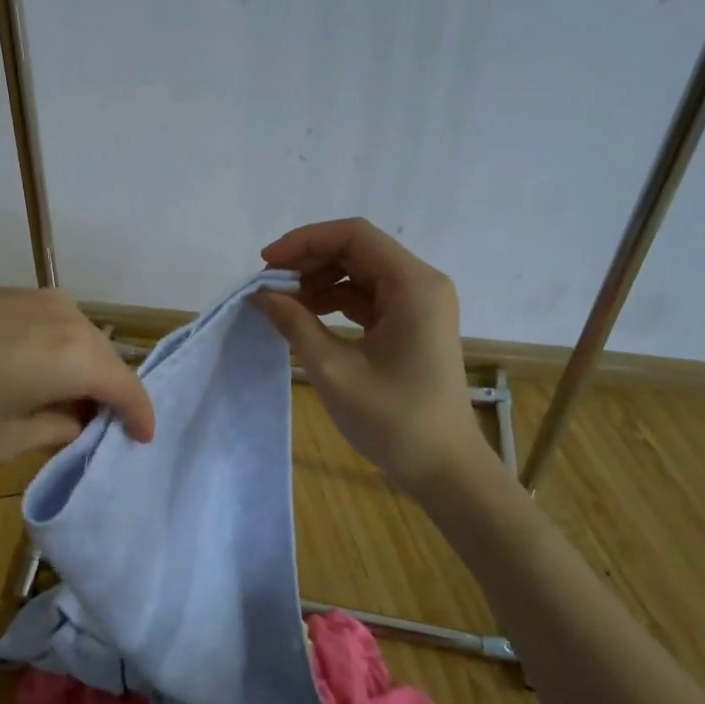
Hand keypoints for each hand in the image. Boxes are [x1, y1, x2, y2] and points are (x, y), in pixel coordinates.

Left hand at [0, 290, 154, 462]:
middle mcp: (64, 313)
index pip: (126, 386)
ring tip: (62, 412)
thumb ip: (55, 429)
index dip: (139, 416)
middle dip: (107, 396)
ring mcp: (30, 296)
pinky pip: (50, 327)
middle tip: (96, 435)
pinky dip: (53, 355)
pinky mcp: (1, 293)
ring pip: (77, 340)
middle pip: (104, 359)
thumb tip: (78, 421)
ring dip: (79, 374)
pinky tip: (31, 381)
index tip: (142, 441)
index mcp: (73, 352)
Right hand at [252, 218, 495, 498]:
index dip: (305, 241)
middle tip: (268, 285)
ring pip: (360, 272)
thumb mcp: (334, 370)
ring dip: (319, 281)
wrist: (443, 468)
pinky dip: (335, 301)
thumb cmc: (393, 419)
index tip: (267, 264)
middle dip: (308, 261)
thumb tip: (260, 295)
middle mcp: (421, 284)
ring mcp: (419, 303)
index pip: (354, 235)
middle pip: (357, 250)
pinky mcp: (412, 323)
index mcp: (413, 285)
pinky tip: (306, 316)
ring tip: (282, 304)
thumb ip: (295, 324)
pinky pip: (368, 297)